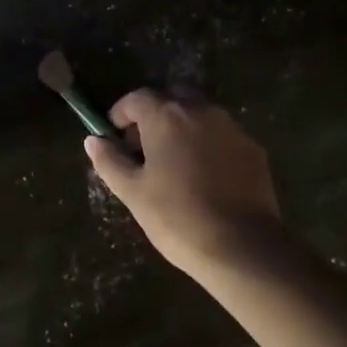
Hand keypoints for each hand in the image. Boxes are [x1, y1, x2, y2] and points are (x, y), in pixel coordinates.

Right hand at [84, 88, 287, 278]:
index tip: (114, 135)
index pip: (137, 98)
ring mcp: (231, 127)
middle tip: (143, 147)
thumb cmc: (177, 218)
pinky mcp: (253, 148)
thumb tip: (93, 140)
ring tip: (174, 162)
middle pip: (171, 98)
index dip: (121, 114)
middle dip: (154, 115)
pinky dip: (207, 143)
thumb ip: (110, 161)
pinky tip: (204, 175)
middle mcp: (201, 111)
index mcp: (167, 116)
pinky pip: (222, 134)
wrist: (243, 247)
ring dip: (182, 127)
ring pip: (199, 114)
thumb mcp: (133, 192)